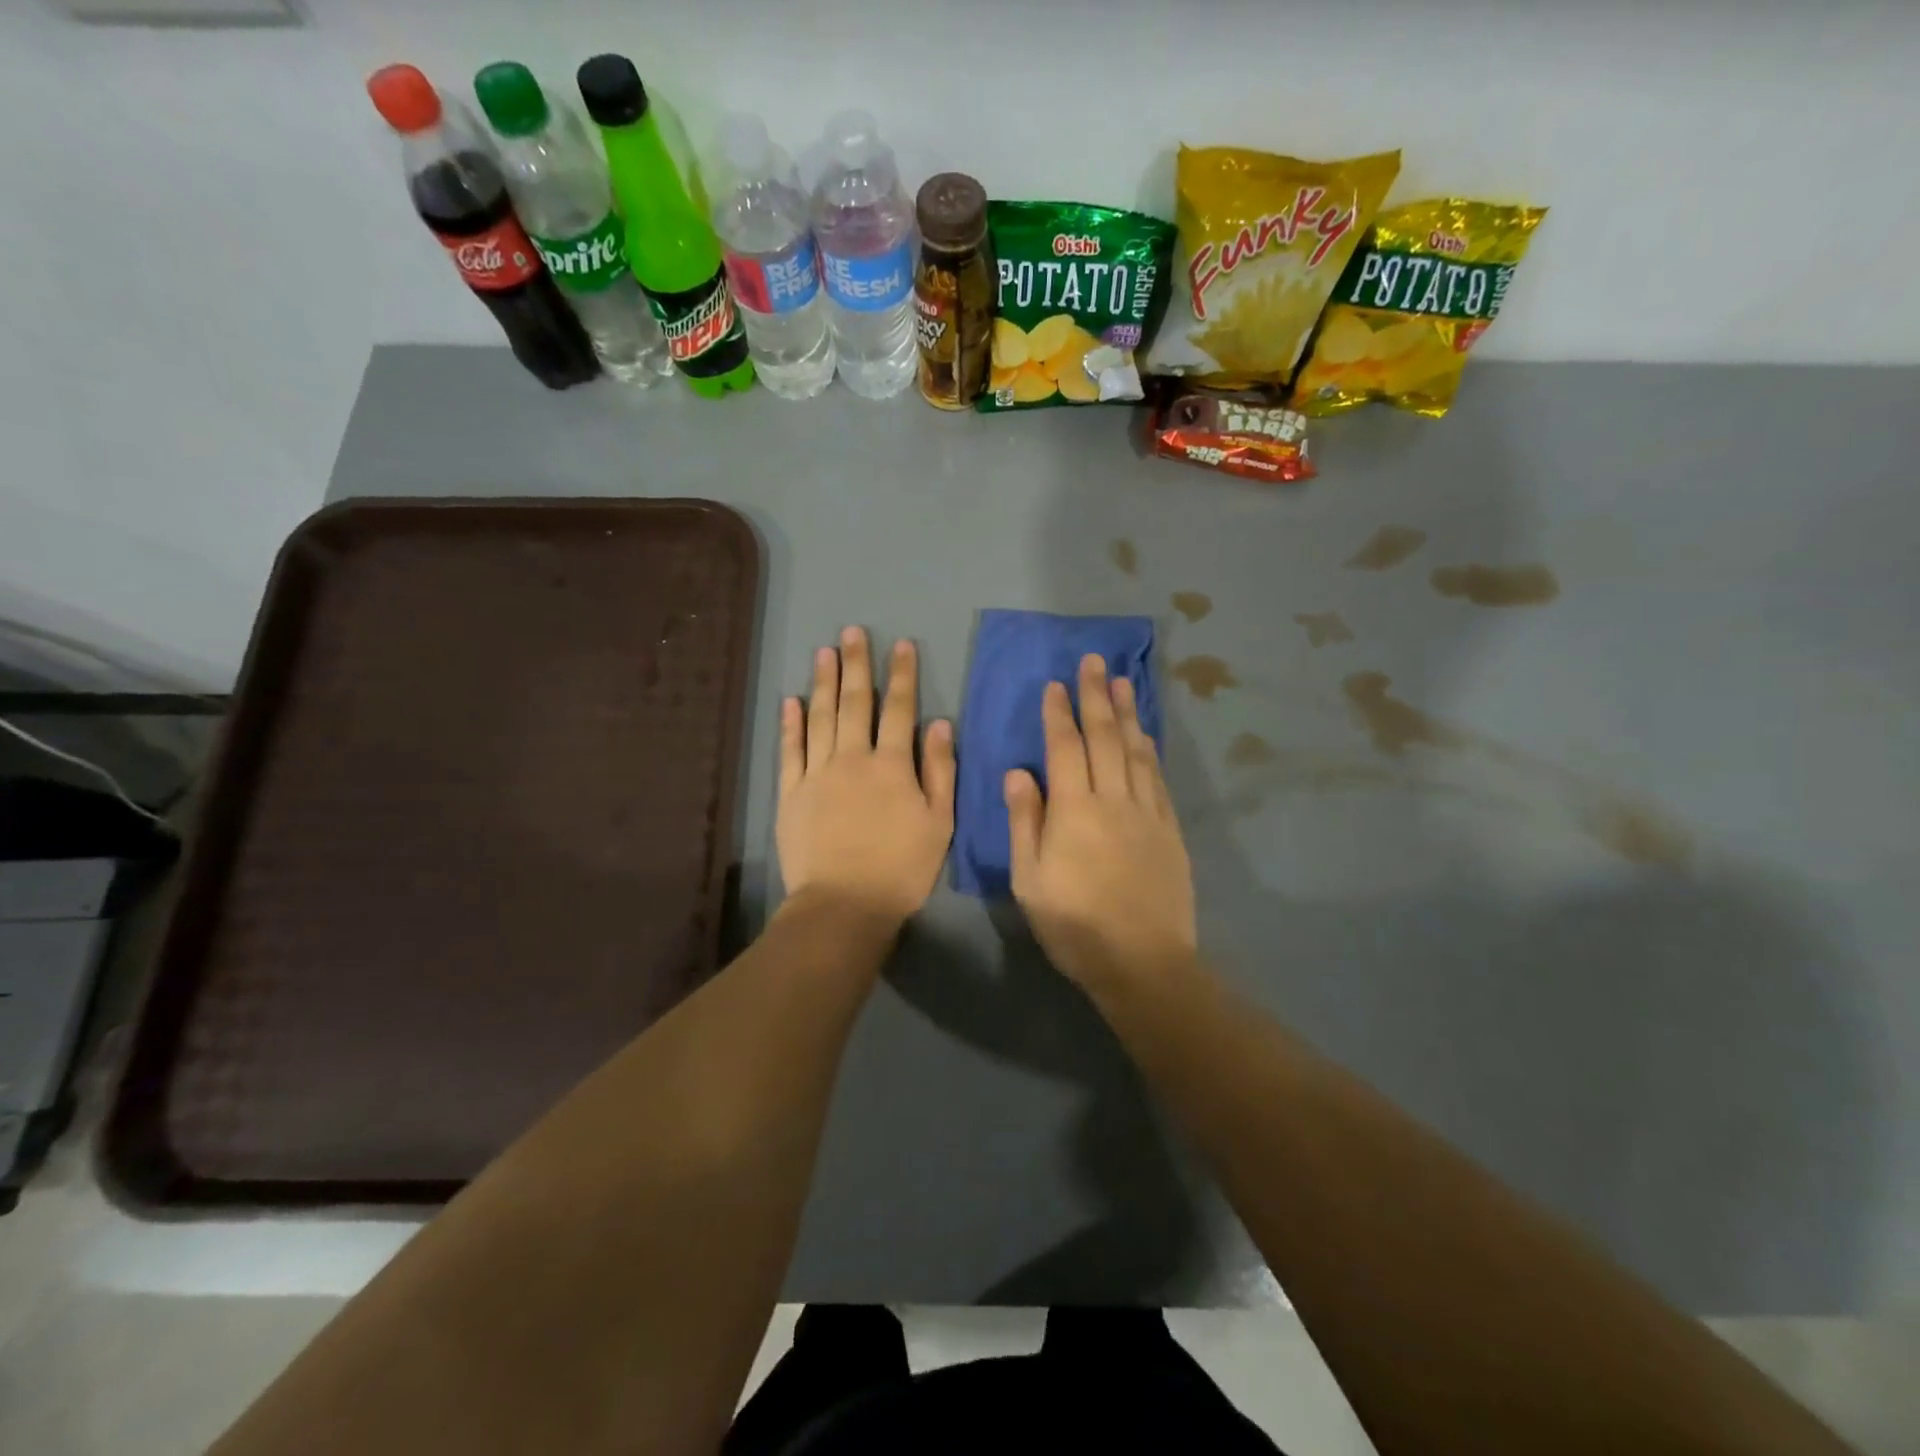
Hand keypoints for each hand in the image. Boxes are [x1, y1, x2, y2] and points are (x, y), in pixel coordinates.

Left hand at [777, 627, 955, 924]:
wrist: (844, 905)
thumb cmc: (901, 868)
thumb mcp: (938, 823)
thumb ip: (939, 771)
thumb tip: (939, 723)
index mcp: (892, 766)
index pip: (900, 710)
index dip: (902, 675)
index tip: (901, 644)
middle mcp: (852, 759)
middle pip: (855, 704)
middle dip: (857, 665)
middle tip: (853, 632)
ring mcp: (817, 774)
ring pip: (820, 718)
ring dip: (823, 682)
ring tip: (824, 652)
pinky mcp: (790, 794)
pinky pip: (790, 751)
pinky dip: (791, 724)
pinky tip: (791, 701)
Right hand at [1006, 655, 1196, 992]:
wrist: (1143, 962)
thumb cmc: (1075, 925)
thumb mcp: (1030, 880)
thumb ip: (1025, 822)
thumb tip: (1018, 773)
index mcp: (1074, 810)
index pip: (1065, 749)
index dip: (1059, 713)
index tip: (1056, 684)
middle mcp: (1113, 800)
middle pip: (1104, 738)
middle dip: (1096, 697)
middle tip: (1094, 661)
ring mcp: (1147, 813)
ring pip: (1135, 751)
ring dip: (1127, 713)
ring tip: (1122, 681)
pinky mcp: (1169, 830)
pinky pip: (1157, 778)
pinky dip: (1150, 750)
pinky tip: (1146, 735)